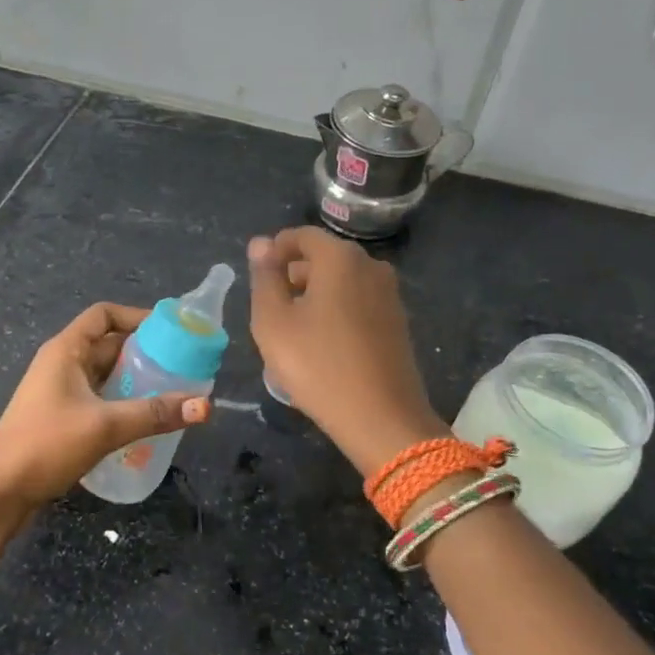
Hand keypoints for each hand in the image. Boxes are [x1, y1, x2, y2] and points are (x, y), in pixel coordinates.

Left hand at [0, 302, 210, 522]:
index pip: (104, 315)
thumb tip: (205, 406)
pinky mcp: (60, 418)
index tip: (171, 332)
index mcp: (66, 350)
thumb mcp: (105, 426)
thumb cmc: (46, 445)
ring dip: (135, 381)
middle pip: (109, 345)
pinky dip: (122, 403)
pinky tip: (145, 421)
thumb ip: (154, 414)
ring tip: (172, 394)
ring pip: (105, 375)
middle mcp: (62, 364)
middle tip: (182, 367)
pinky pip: (98, 399)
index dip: (137, 316)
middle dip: (145, 353)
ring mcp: (59, 392)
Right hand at [248, 228, 445, 474]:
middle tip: (269, 312)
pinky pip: (357, 303)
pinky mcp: (397, 322)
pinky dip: (335, 313)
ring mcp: (389, 294)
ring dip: (313, 297)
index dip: (274, 252)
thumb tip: (259, 244)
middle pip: (322, 258)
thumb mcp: (273, 322)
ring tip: (291, 333)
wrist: (381, 419)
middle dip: (293, 276)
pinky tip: (321, 347)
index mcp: (340, 258)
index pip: (300, 235)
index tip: (257, 281)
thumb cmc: (318, 366)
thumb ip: (264, 278)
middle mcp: (371, 266)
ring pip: (340, 283)